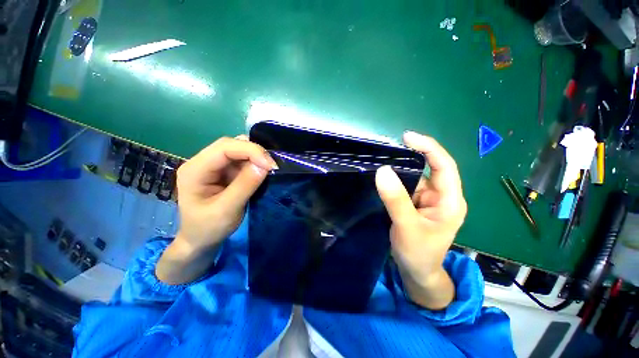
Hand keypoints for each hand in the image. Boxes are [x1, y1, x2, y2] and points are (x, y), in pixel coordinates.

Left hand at [156, 136, 276, 283]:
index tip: (270, 165)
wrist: (200, 240)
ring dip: (256, 157)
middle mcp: (202, 162)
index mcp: (195, 170)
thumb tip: (264, 165)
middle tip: (273, 166)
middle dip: (255, 152)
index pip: (224, 148)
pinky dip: (255, 163)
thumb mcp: (227, 210)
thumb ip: (244, 186)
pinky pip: (242, 160)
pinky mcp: (224, 171)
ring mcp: (213, 166)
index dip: (250, 151)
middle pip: (231, 145)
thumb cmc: (209, 228)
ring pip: (238, 151)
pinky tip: (262, 171)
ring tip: (269, 169)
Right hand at [375, 131, 466, 308]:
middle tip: (390, 146)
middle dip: (412, 155)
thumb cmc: (419, 254)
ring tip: (383, 159)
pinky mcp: (415, 203)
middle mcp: (441, 196)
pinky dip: (395, 179)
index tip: (407, 137)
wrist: (416, 272)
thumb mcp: (407, 227)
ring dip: (400, 168)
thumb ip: (396, 200)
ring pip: (414, 177)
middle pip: (429, 168)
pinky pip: (405, 186)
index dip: (429, 148)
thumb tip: (383, 171)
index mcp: (450, 201)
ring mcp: (427, 200)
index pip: (444, 166)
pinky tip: (383, 176)